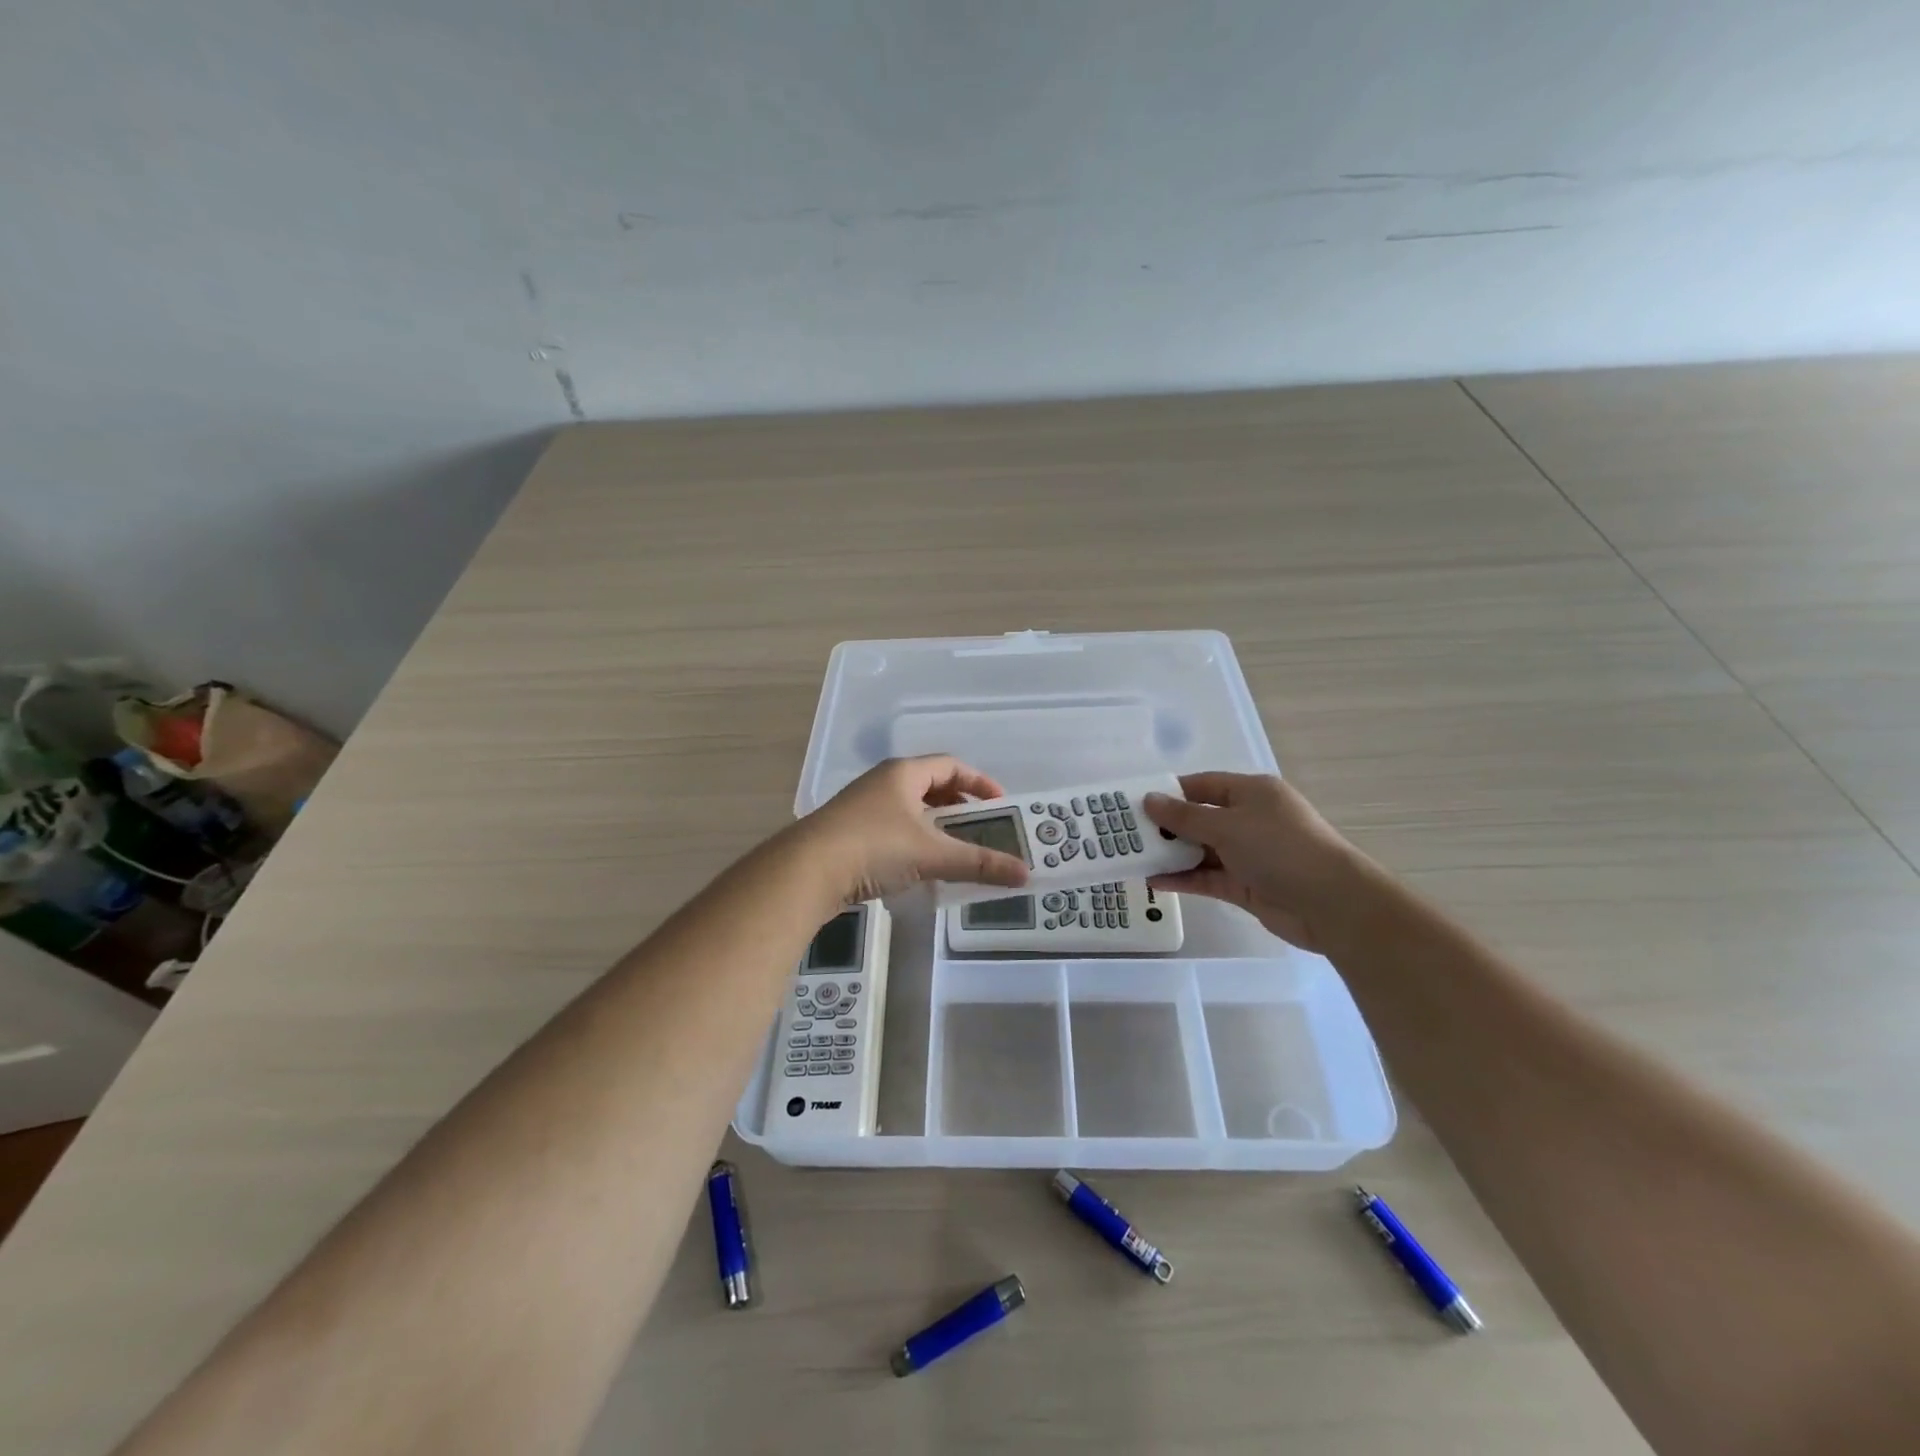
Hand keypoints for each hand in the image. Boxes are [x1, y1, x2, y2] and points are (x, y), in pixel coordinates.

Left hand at [794, 756, 1030, 905]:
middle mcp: (882, 783)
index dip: (979, 782)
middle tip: (981, 828)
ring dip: (935, 826)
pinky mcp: (850, 833)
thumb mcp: (932, 854)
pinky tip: (921, 867)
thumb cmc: (874, 847)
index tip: (1001, 804)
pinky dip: (914, 842)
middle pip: (930, 786)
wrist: (807, 870)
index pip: (950, 765)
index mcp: (903, 773)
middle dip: (959, 806)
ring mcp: (862, 807)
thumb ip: (978, 863)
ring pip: (910, 810)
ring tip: (955, 849)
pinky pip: (893, 829)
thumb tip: (1024, 874)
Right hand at [1141, 773, 1371, 951]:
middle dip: (1166, 826)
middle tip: (1126, 832)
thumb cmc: (1280, 849)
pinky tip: (1153, 881)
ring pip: (1201, 850)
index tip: (1135, 802)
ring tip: (1132, 856)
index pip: (1202, 785)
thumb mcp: (1227, 825)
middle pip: (1200, 818)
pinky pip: (1207, 877)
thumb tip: (1149, 800)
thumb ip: (1184, 816)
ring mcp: (1249, 854)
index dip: (1169, 792)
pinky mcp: (1246, 885)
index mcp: (1251, 793)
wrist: (1331, 904)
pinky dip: (1183, 878)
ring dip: (1171, 854)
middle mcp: (1250, 819)